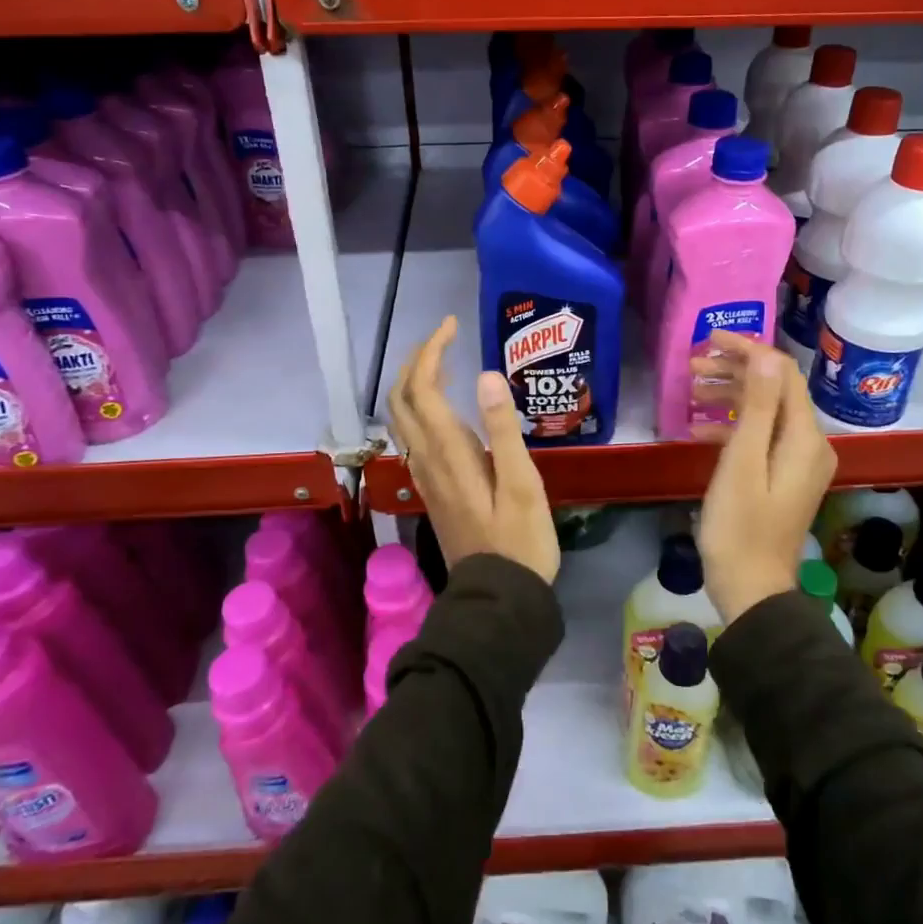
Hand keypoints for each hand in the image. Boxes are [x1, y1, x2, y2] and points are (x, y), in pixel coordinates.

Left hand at [386, 316, 560, 585]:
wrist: (498, 598)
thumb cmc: (520, 540)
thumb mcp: (522, 483)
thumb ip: (502, 429)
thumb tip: (485, 374)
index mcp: (448, 452)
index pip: (422, 388)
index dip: (430, 351)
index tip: (451, 325)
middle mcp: (426, 459)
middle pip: (400, 399)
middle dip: (415, 360)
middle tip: (444, 338)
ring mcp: (425, 476)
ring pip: (402, 418)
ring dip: (414, 383)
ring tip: (445, 362)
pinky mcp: (432, 489)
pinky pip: (413, 436)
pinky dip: (420, 408)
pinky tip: (446, 409)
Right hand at [690, 332, 836, 622]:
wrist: (750, 588)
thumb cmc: (740, 526)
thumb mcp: (743, 462)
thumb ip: (758, 406)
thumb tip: (768, 356)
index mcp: (805, 438)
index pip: (782, 374)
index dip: (748, 350)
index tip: (709, 339)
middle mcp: (809, 444)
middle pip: (774, 389)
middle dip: (734, 371)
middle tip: (691, 364)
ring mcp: (797, 462)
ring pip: (765, 411)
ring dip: (729, 395)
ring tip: (689, 388)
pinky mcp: (782, 476)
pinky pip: (760, 436)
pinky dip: (732, 425)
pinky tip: (699, 427)